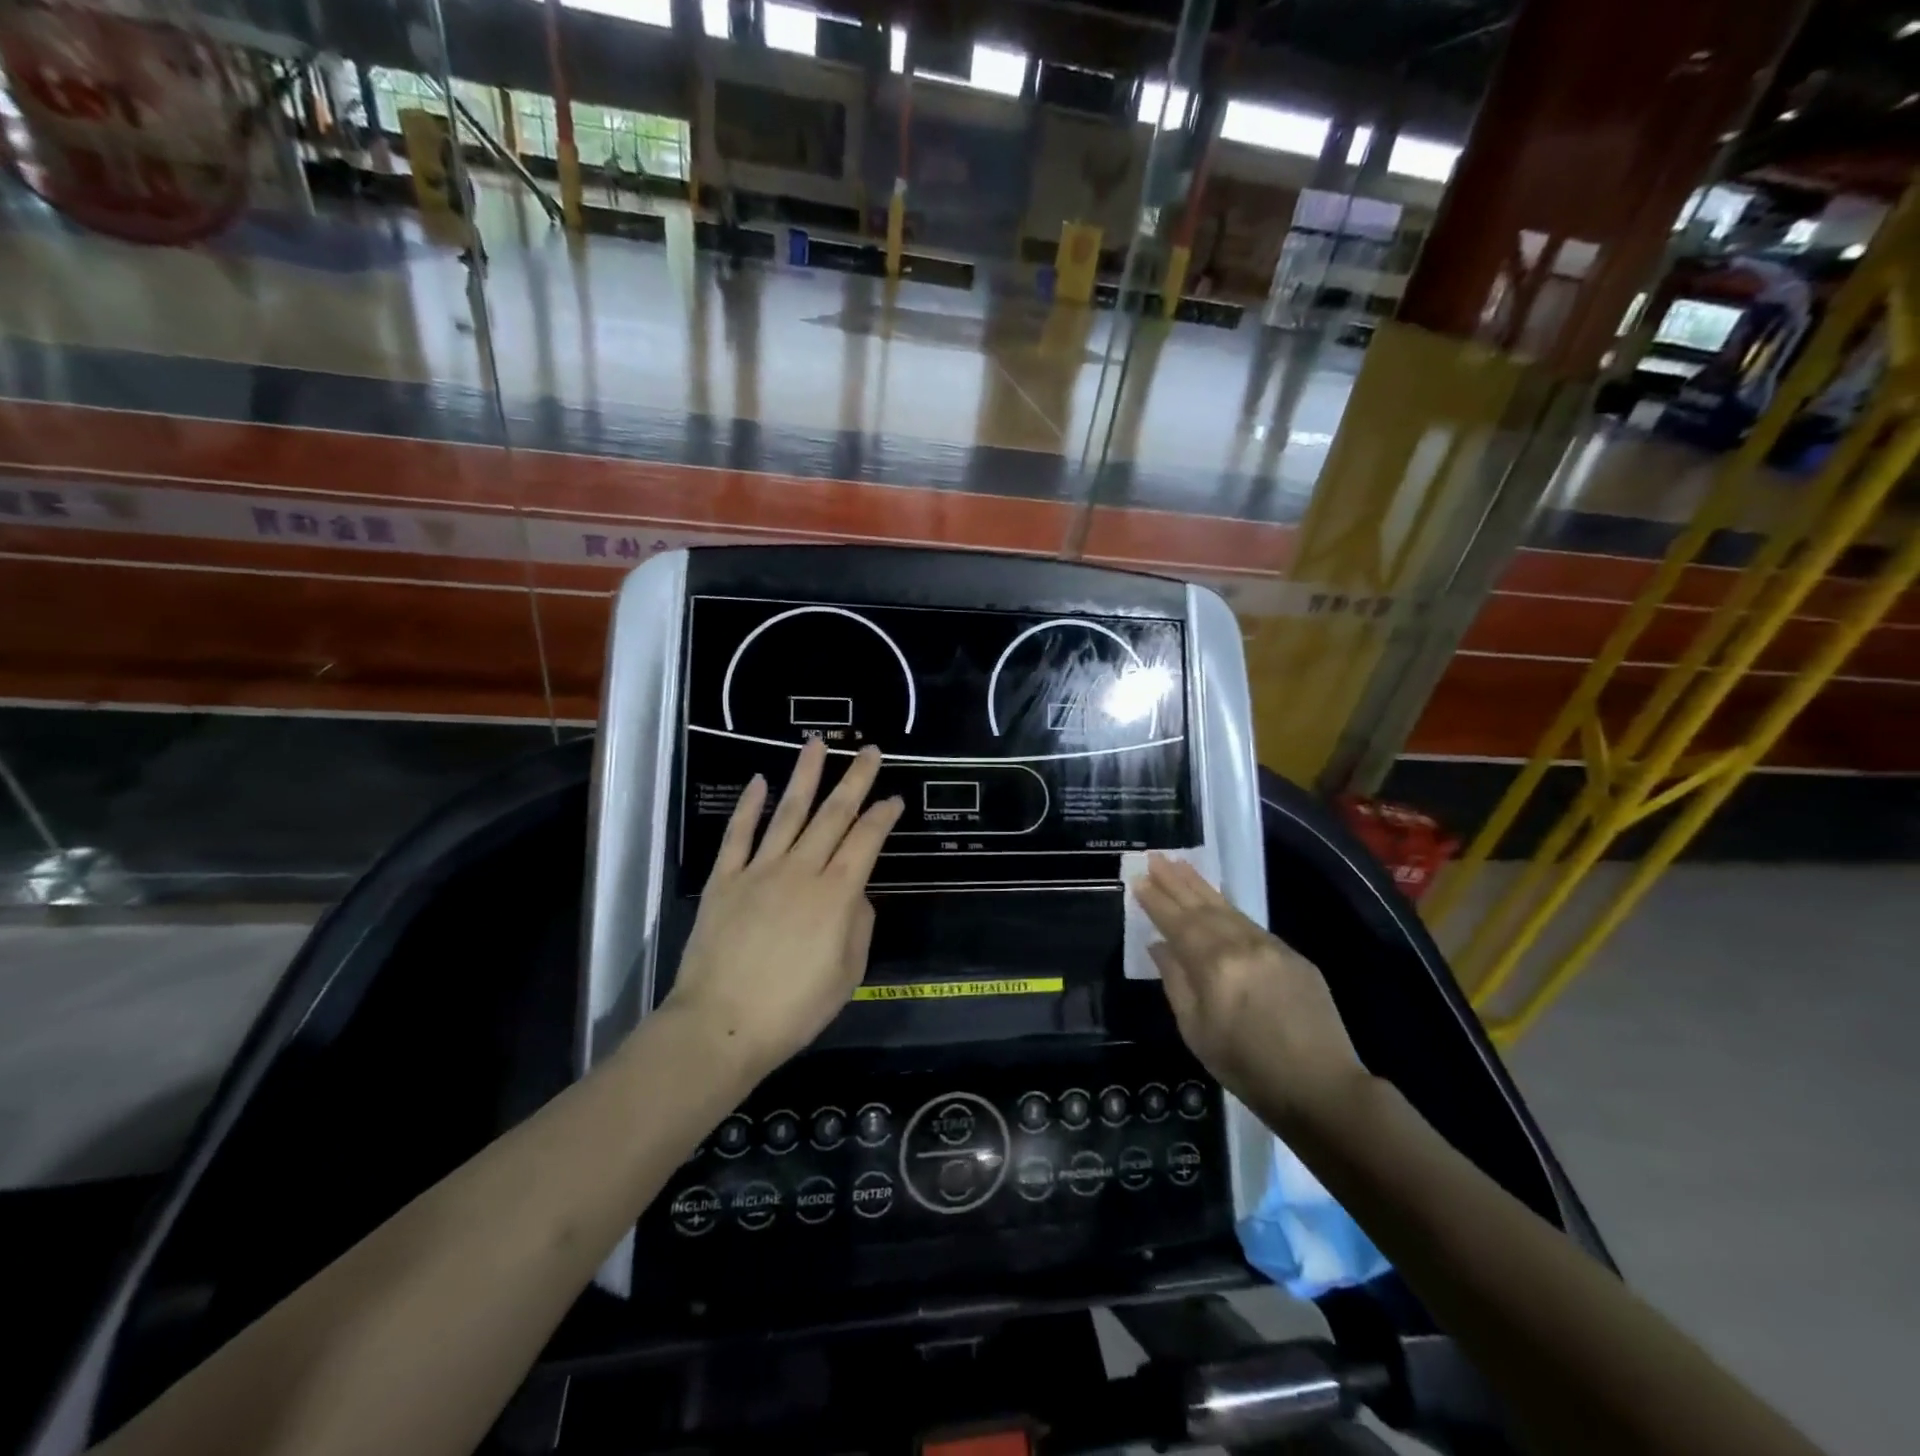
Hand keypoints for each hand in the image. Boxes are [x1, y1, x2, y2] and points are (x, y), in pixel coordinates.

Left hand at [663, 739, 903, 1076]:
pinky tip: (759, 781)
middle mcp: (801, 870)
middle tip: (868, 750)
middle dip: (854, 780)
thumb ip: (858, 926)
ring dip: (805, 775)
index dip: (883, 815)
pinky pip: (738, 834)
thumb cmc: (793, 1009)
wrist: (720, 1025)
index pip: (866, 841)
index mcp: (836, 894)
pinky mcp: (724, 879)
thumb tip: (856, 893)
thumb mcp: (848, 975)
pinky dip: (749, 806)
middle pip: (833, 815)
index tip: (894, 797)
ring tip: (816, 743)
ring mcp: (759, 870)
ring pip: (788, 812)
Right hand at [1132, 853, 1365, 1126]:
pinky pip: (1250, 923)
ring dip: (1200, 885)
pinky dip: (1228, 906)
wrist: (1322, 1088)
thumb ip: (1175, 982)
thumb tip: (1160, 946)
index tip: (1138, 878)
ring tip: (1180, 864)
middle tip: (1155, 857)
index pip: (1177, 923)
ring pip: (1228, 908)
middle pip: (1202, 906)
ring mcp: (1271, 946)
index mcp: (1213, 966)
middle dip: (1175, 881)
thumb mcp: (1197, 1032)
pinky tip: (1217, 899)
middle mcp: (1241, 945)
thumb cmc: (1247, 1068)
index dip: (1156, 900)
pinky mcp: (1292, 955)